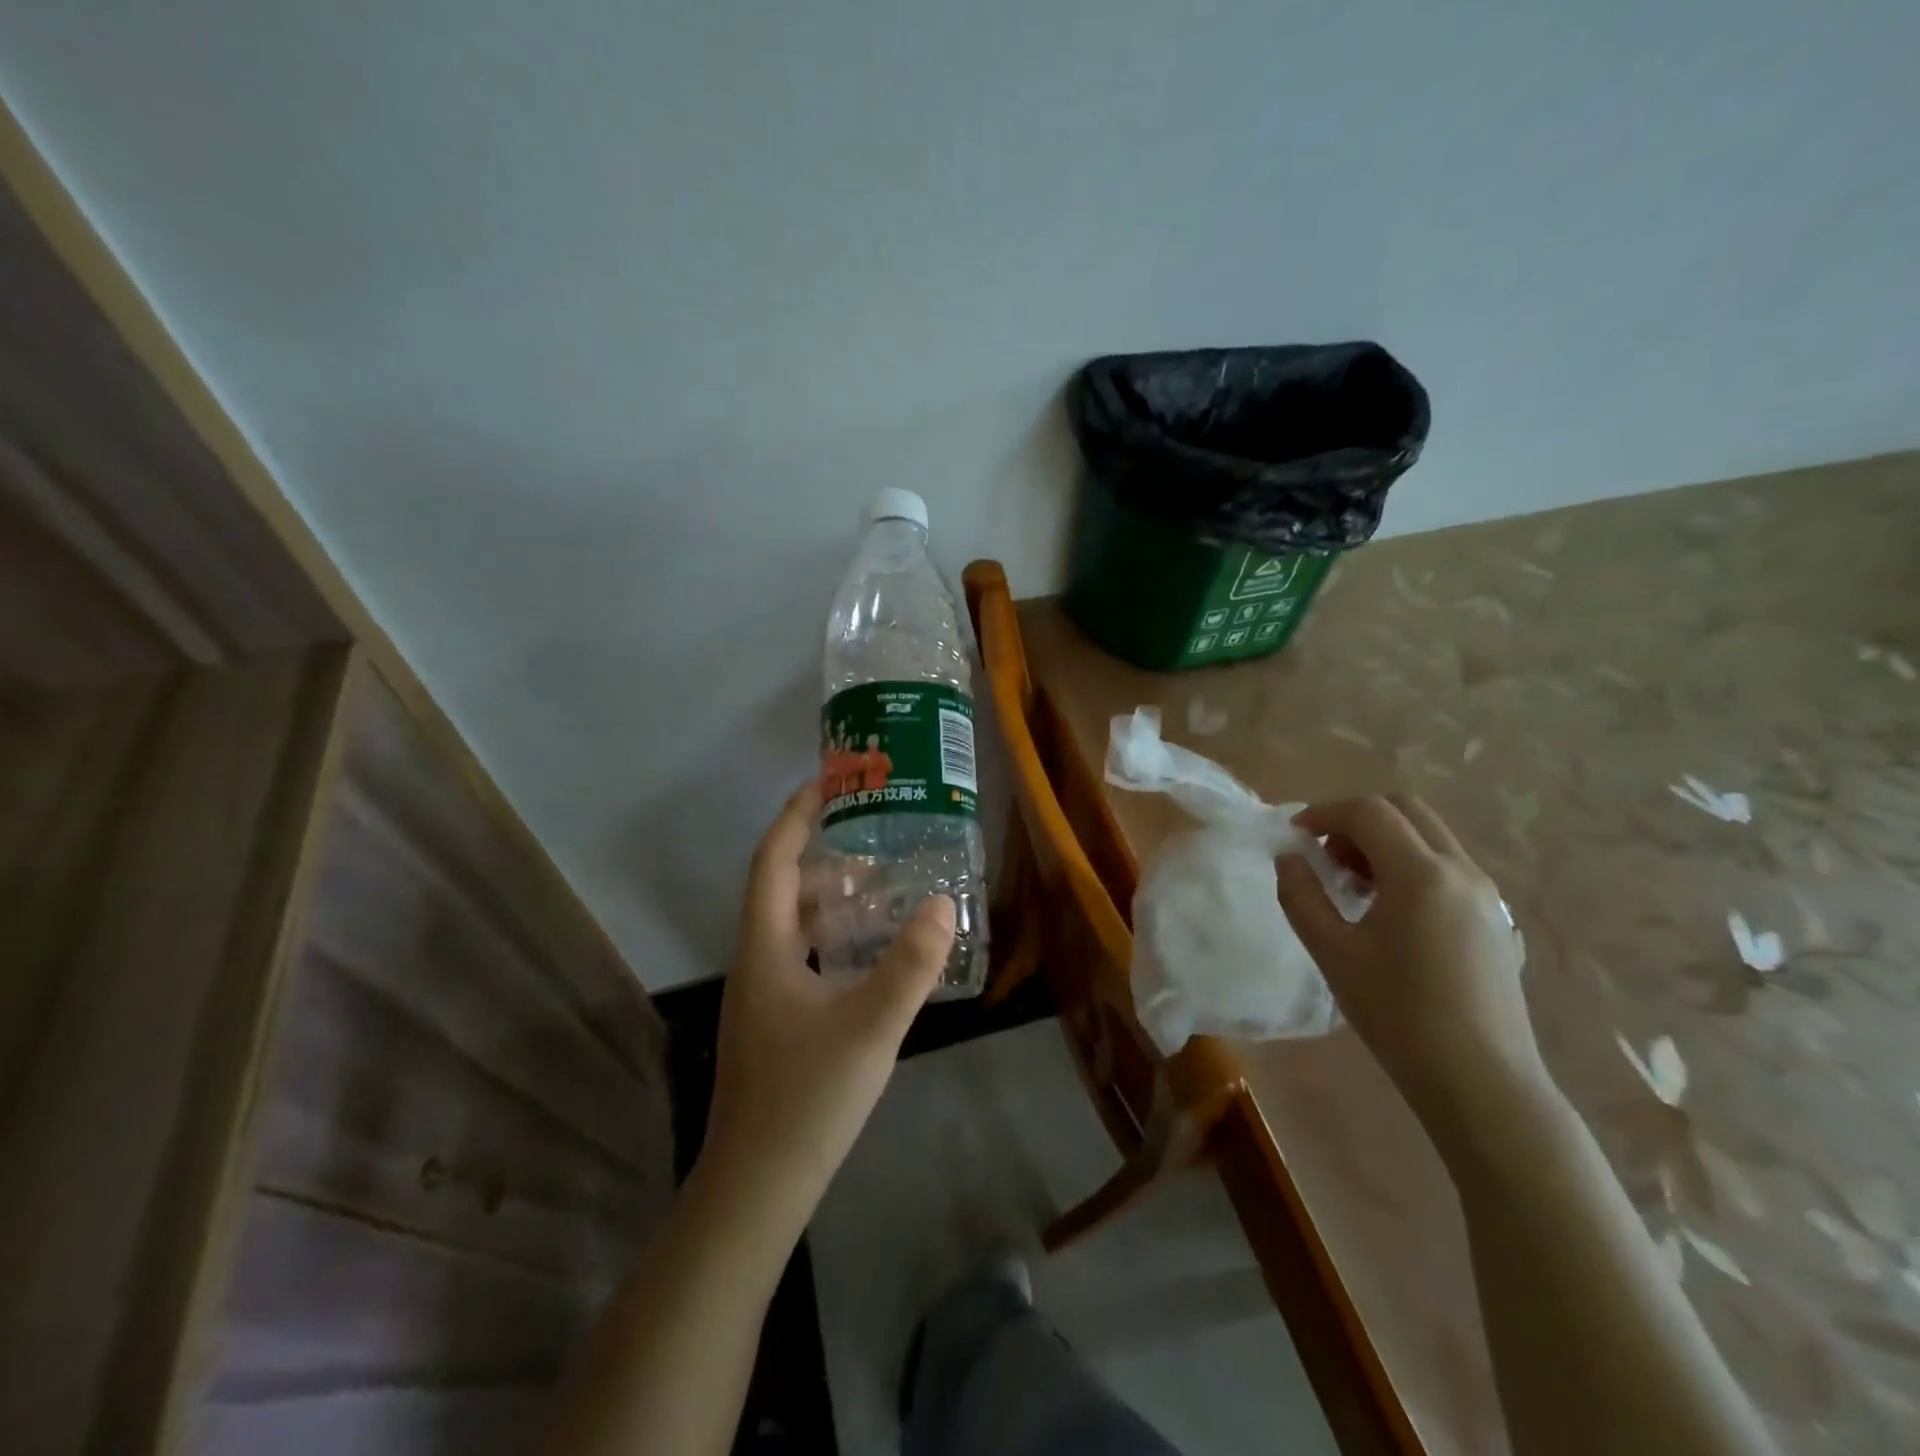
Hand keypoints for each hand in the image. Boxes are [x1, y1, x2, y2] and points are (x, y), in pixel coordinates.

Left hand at [700, 782, 955, 1235]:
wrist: (757, 1189)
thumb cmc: (807, 1099)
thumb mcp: (870, 1025)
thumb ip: (911, 964)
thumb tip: (944, 902)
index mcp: (766, 948)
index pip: (775, 861)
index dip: (797, 816)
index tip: (828, 782)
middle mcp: (757, 962)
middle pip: (786, 890)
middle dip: (827, 859)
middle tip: (877, 843)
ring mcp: (764, 996)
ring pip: (796, 928)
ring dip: (834, 902)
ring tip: (884, 892)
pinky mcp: (776, 1024)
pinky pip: (805, 959)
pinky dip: (836, 941)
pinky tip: (872, 956)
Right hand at [1276, 794, 1542, 1134]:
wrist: (1482, 1083)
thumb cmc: (1398, 1016)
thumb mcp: (1332, 953)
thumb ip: (1301, 896)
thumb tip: (1290, 858)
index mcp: (1421, 874)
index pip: (1368, 812)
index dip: (1324, 813)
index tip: (1294, 835)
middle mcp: (1461, 871)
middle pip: (1406, 810)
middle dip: (1357, 819)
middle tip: (1325, 854)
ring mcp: (1487, 896)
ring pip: (1430, 837)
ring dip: (1385, 841)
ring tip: (1352, 885)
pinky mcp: (1496, 921)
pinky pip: (1449, 868)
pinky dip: (1411, 865)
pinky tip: (1391, 913)